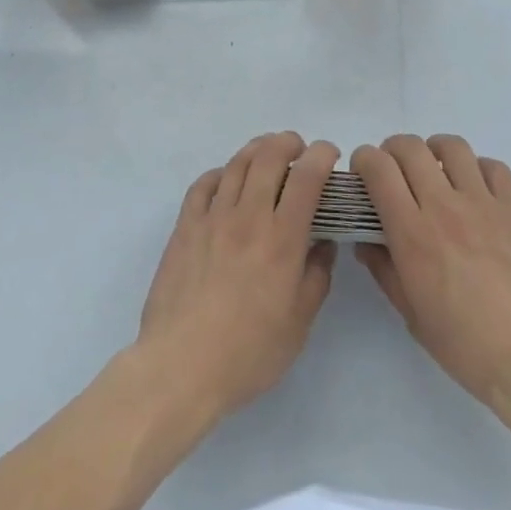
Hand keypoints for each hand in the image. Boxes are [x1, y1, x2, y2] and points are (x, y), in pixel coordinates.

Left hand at [134, 132, 338, 423]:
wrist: (180, 367)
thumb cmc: (247, 353)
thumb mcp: (298, 324)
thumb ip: (316, 277)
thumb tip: (324, 244)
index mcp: (282, 239)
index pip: (307, 177)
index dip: (321, 155)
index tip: (329, 155)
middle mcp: (248, 216)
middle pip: (269, 155)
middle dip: (288, 142)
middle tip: (298, 150)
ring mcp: (213, 217)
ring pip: (237, 163)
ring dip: (257, 149)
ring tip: (267, 155)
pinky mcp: (185, 226)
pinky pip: (203, 184)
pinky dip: (220, 173)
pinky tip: (226, 180)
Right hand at [353, 134, 510, 440]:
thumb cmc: (465, 345)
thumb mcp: (411, 314)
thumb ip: (383, 269)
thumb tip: (366, 241)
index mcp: (413, 233)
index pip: (379, 169)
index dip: (364, 160)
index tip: (363, 173)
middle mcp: (444, 206)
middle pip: (410, 147)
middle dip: (392, 150)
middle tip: (393, 171)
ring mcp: (483, 203)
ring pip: (452, 146)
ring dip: (434, 150)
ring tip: (434, 170)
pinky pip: (492, 166)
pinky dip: (476, 168)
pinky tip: (474, 189)